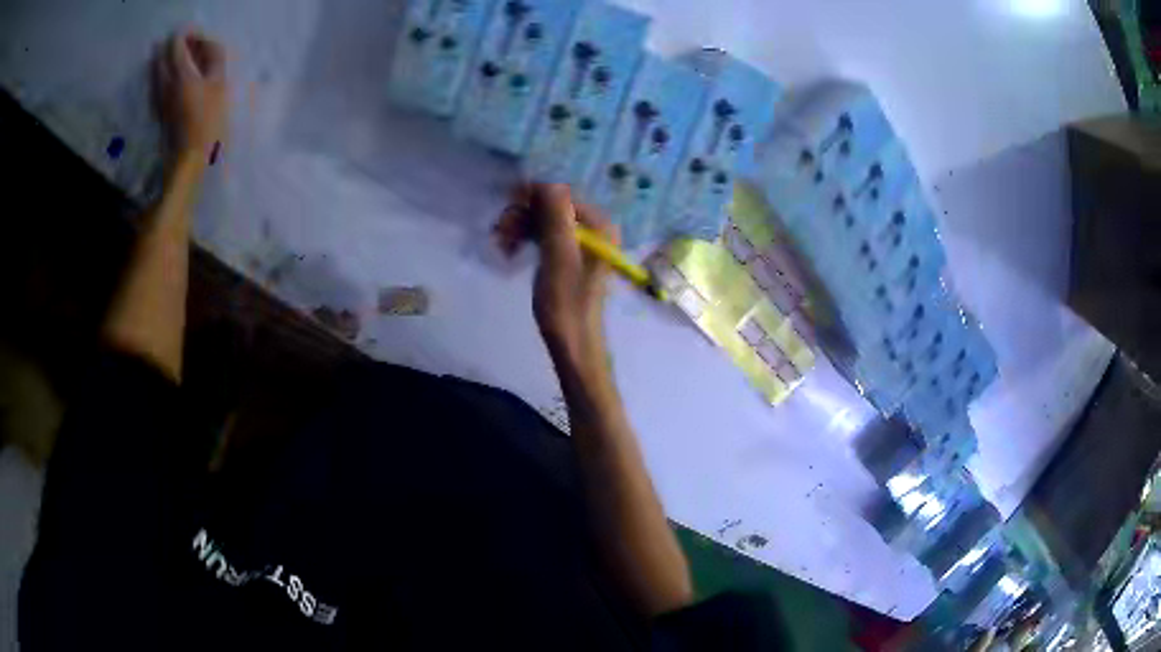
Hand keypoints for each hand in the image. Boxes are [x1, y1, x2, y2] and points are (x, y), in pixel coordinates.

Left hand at [153, 30, 227, 166]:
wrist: (188, 160)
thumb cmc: (208, 120)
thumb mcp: (220, 84)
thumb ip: (215, 60)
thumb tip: (209, 44)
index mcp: (180, 73)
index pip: (178, 43)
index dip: (186, 33)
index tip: (195, 33)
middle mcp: (165, 83)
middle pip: (163, 56)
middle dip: (171, 45)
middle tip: (182, 42)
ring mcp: (159, 99)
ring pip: (155, 72)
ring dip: (161, 60)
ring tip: (166, 55)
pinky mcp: (158, 112)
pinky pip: (155, 87)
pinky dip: (158, 76)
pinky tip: (160, 78)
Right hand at [495, 183, 617, 364]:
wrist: (572, 343)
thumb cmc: (566, 302)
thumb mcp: (559, 256)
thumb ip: (555, 217)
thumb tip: (546, 181)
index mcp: (599, 225)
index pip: (561, 195)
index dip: (532, 195)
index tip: (505, 204)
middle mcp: (594, 229)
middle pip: (551, 207)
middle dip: (523, 215)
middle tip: (499, 232)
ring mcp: (581, 243)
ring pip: (544, 222)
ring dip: (520, 228)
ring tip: (501, 245)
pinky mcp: (568, 257)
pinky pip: (544, 237)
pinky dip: (526, 240)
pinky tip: (509, 251)